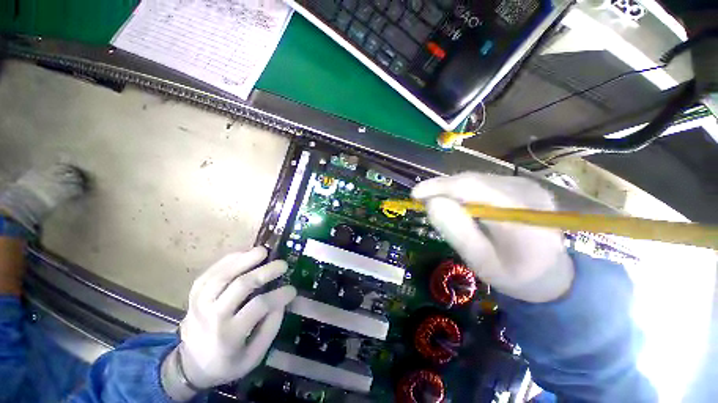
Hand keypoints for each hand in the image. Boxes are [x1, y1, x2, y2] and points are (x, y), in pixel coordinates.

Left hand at [162, 247, 295, 399]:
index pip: (257, 307)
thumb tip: (281, 301)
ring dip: (245, 260)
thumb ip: (270, 328)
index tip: (293, 290)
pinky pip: (210, 273)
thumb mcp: (253, 356)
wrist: (190, 366)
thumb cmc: (227, 363)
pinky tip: (244, 254)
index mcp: (228, 335)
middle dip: (265, 272)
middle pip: (240, 286)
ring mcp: (199, 304)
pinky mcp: (194, 295)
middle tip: (283, 264)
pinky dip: (228, 261)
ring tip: (263, 251)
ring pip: (222, 275)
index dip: (278, 296)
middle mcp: (211, 317)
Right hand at [412, 173, 573, 302]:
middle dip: (443, 188)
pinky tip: (460, 204)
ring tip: (440, 203)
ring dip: (453, 190)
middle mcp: (527, 192)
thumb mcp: (481, 262)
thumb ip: (457, 232)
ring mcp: (528, 186)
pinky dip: (466, 191)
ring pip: (477, 179)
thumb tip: (432, 203)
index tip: (415, 193)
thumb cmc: (514, 275)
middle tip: (424, 200)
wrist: (551, 275)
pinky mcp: (523, 185)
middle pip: (473, 180)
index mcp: (522, 216)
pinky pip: (485, 182)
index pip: (473, 188)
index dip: (440, 187)